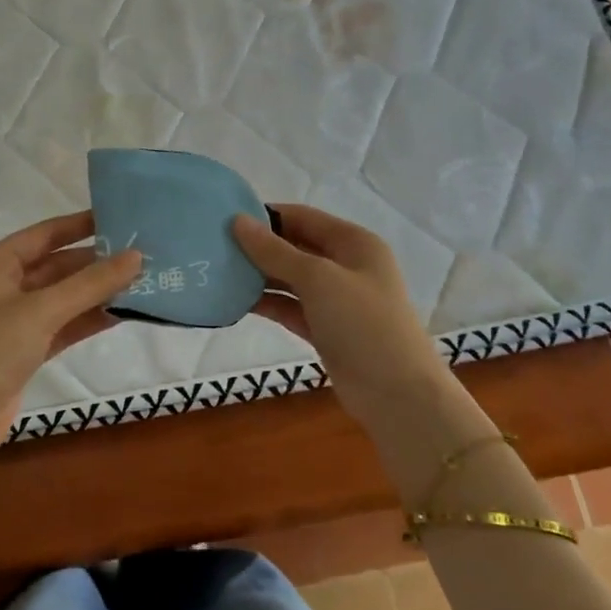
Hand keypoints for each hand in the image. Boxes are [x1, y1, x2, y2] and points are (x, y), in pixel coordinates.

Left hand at [0, 211, 141, 496]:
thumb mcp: (41, 310)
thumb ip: (90, 283)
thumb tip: (136, 256)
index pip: (42, 235)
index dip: (79, 225)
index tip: (119, 217)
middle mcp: (0, 288)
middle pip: (54, 267)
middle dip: (94, 263)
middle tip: (140, 255)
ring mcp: (11, 322)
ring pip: (61, 299)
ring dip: (95, 293)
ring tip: (140, 282)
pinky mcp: (23, 352)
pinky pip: (61, 326)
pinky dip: (87, 320)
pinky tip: (121, 313)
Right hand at [233, 205, 487, 498]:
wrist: (397, 393)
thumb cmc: (362, 323)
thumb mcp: (318, 279)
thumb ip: (275, 251)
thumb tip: (237, 221)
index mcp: (353, 242)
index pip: (302, 217)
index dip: (266, 215)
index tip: (224, 217)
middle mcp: (345, 265)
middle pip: (294, 246)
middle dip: (258, 246)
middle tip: (213, 246)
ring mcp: (336, 299)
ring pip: (290, 278)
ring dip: (258, 276)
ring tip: (216, 272)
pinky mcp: (325, 328)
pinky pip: (289, 307)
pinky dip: (266, 303)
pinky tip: (234, 301)